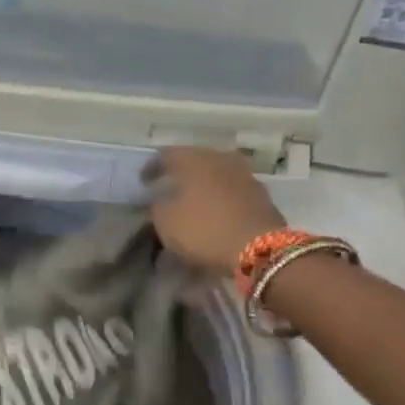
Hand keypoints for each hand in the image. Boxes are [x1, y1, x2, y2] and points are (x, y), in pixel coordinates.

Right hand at [144, 146, 283, 274]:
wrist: (260, 249)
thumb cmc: (204, 229)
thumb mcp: (166, 222)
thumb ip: (157, 206)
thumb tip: (159, 200)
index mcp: (194, 159)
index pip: (166, 155)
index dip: (152, 168)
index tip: (143, 182)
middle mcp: (220, 159)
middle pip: (195, 160)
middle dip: (180, 173)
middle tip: (168, 187)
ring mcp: (245, 175)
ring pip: (216, 173)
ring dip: (203, 185)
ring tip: (192, 200)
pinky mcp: (261, 195)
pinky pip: (232, 190)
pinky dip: (220, 197)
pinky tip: (214, 210)